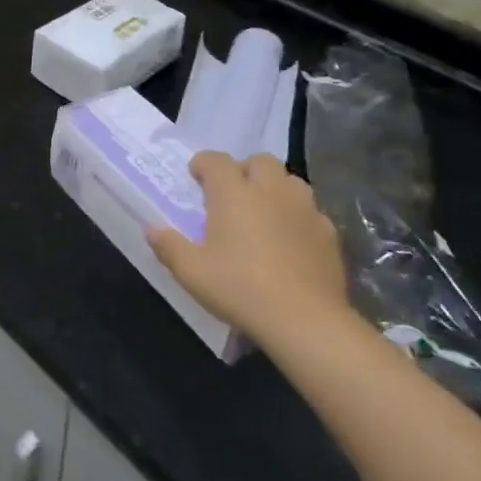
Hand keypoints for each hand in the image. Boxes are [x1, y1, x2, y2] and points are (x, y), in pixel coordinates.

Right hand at [147, 152, 348, 340]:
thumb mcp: (191, 272)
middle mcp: (270, 190)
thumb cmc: (239, 288)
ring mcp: (304, 209)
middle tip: (231, 195)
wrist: (305, 320)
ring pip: (290, 181)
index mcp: (233, 193)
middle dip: (243, 170)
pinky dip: (297, 216)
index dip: (202, 164)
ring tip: (263, 213)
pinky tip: (290, 240)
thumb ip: (168, 246)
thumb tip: (151, 229)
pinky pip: (311, 211)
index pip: (215, 160)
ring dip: (274, 188)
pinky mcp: (328, 232)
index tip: (194, 178)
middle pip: (259, 161)